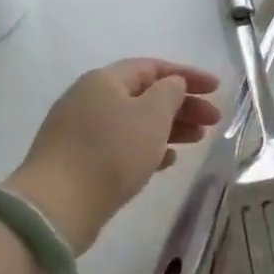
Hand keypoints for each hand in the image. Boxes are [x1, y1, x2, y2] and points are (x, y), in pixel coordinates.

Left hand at [6, 58, 220, 249]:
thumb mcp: (151, 115)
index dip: (188, 75)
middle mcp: (90, 100)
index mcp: (104, 81)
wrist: (56, 207)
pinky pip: (123, 146)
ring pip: (136, 122)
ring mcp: (82, 132)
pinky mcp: (80, 161)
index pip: (153, 67)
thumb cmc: (111, 152)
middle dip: (183, 105)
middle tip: (213, 120)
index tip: (217, 89)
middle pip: (145, 95)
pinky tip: (168, 161)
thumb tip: (172, 86)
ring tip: (198, 140)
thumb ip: (170, 93)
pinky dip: (149, 148)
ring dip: (170, 127)